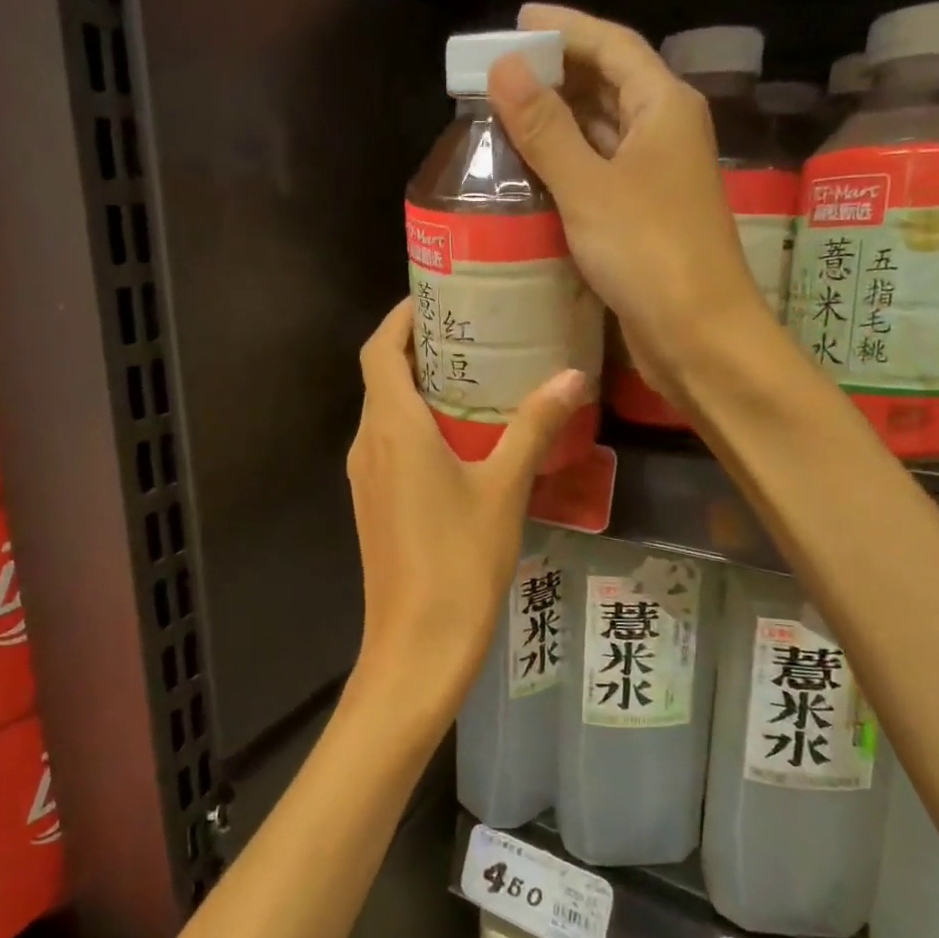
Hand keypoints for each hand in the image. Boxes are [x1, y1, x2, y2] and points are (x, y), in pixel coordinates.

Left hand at [345, 299, 585, 731]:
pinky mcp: (374, 503)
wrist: (417, 643)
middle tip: (474, 329)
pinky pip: (390, 444)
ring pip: (385, 411)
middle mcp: (368, 443)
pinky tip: (462, 436)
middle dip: (419, 346)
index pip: (380, 348)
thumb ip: (534, 426)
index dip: (402, 316)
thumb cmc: (459, 560)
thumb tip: (573, 377)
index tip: (439, 294)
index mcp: (392, 427)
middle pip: (382, 375)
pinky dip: (417, 423)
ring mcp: (366, 476)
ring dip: (420, 386)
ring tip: (475, 373)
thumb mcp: (505, 488)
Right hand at [486, 3, 775, 406]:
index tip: (518, 19)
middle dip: (557, 73)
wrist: (697, 334)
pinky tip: (531, 173)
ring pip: (602, 133)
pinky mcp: (643, 218)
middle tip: (499, 71)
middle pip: (608, 84)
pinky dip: (566, 166)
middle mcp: (665, 133)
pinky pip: (599, 175)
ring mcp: (656, 178)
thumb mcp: (589, 186)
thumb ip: (546, 128)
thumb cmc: (649, 252)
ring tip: (504, 115)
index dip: (565, 27)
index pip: (611, 45)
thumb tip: (504, 66)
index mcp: (663, 107)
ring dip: (558, 122)